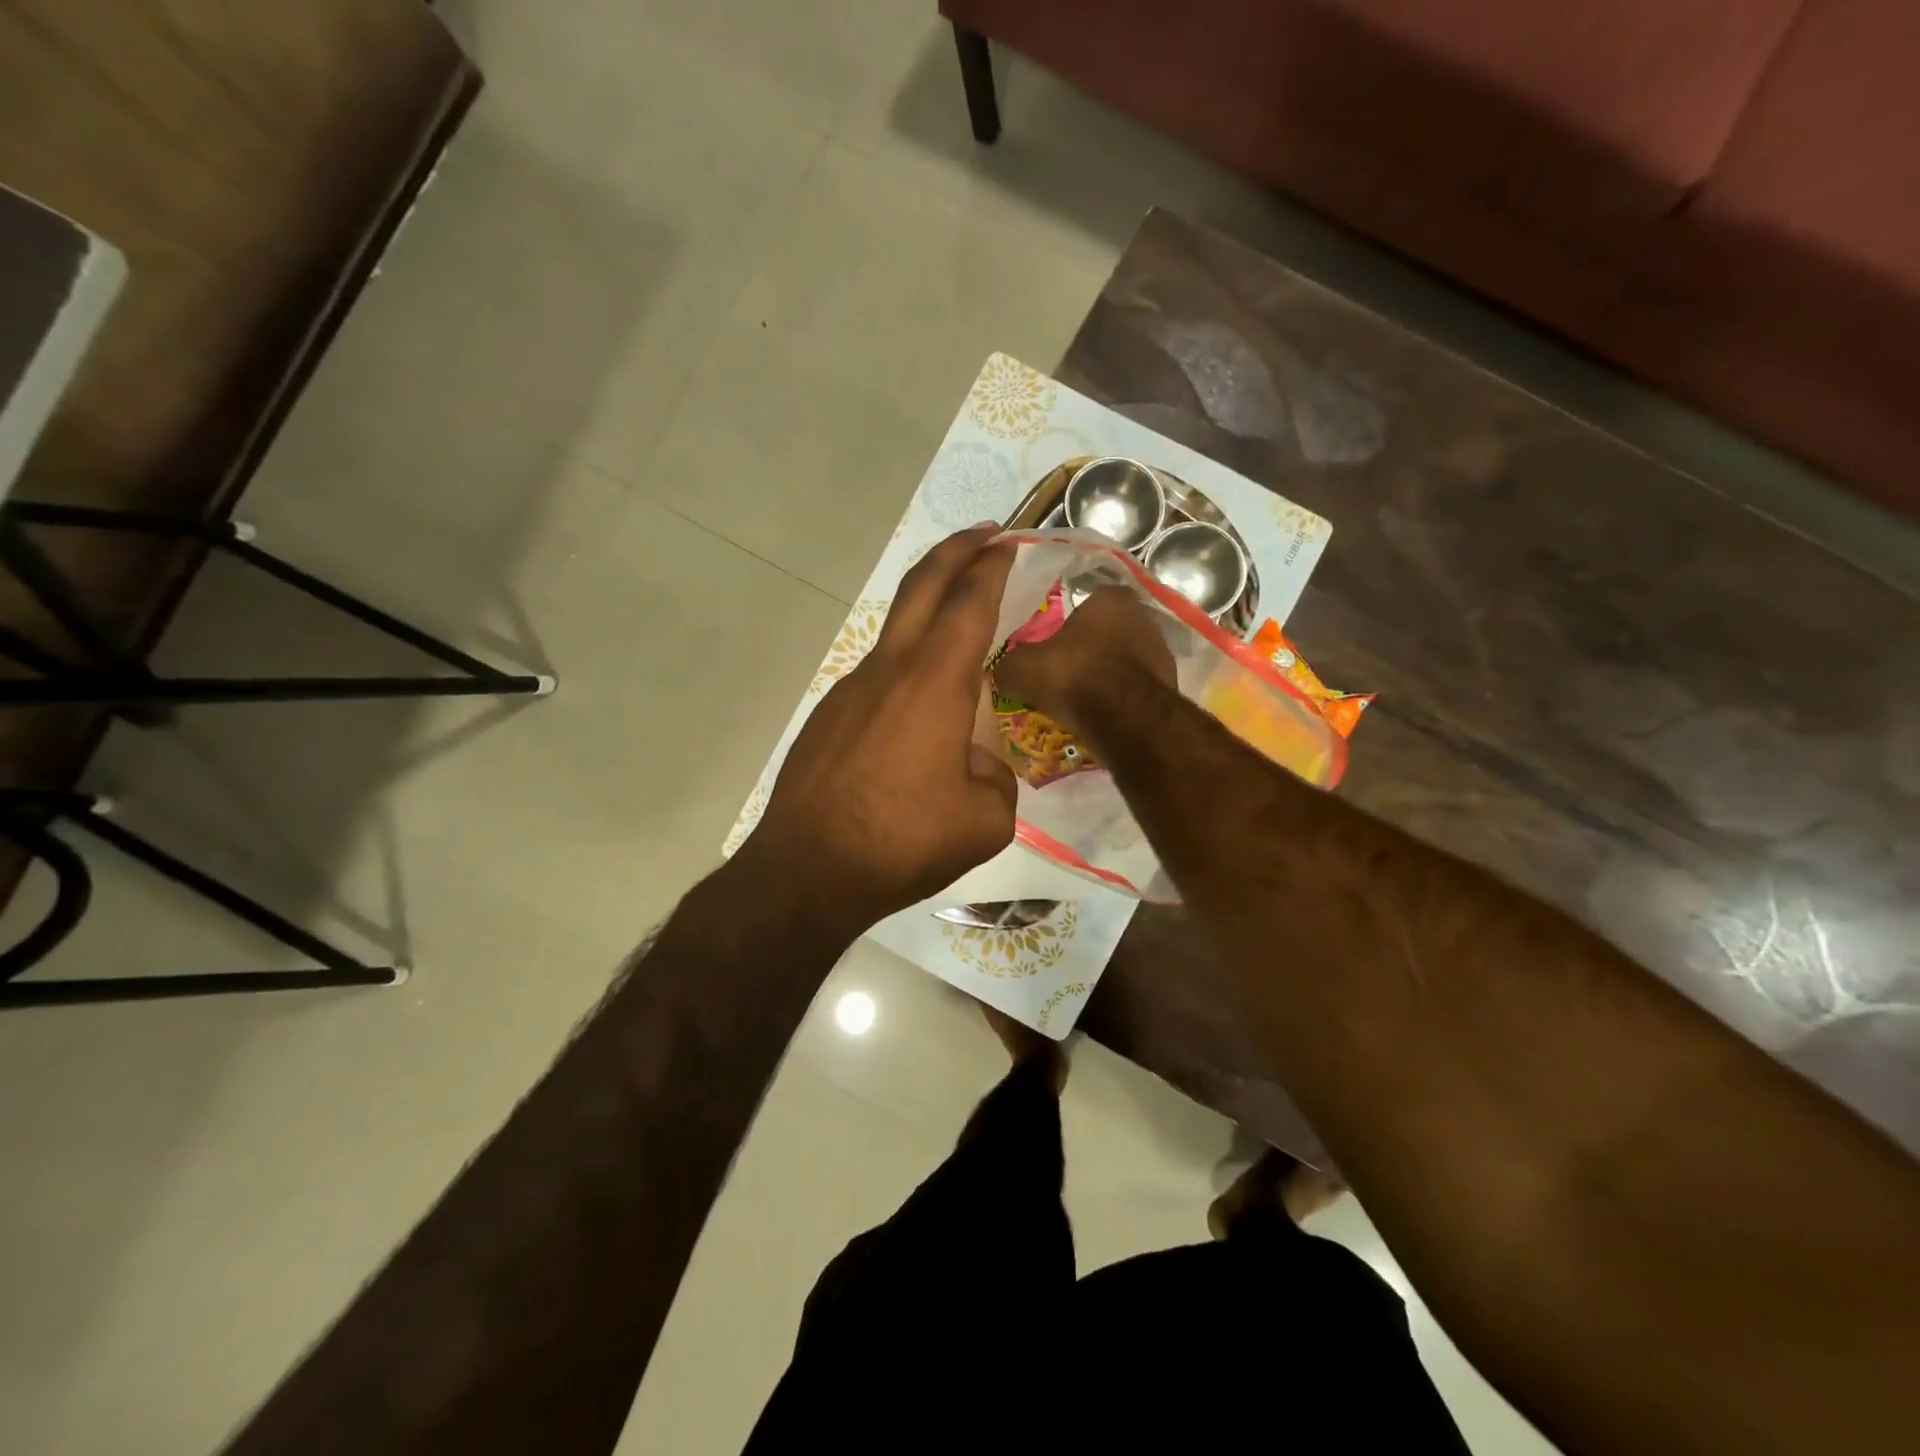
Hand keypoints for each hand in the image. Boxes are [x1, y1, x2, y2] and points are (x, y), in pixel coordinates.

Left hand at [742, 525, 1019, 929]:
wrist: (807, 871)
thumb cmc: (902, 842)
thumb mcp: (985, 822)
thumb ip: (996, 777)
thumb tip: (976, 760)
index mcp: (934, 684)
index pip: (969, 604)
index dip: (992, 568)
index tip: (1009, 544)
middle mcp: (889, 671)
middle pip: (922, 587)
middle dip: (956, 551)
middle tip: (985, 534)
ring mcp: (850, 689)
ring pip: (896, 632)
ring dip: (929, 613)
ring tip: (961, 635)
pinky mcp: (828, 716)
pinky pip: (877, 678)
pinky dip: (906, 671)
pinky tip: (918, 718)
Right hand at [990, 587, 1174, 735]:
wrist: (1123, 717)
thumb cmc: (1072, 675)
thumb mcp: (1021, 668)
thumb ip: (1009, 664)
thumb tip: (1001, 672)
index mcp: (1110, 598)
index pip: (1087, 602)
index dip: (1067, 625)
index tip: (1052, 648)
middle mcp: (1143, 617)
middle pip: (1108, 632)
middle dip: (1089, 651)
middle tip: (1064, 675)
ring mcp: (1162, 653)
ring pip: (1125, 662)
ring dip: (1107, 677)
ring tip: (1081, 701)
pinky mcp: (1170, 686)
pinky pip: (1136, 690)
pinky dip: (1121, 700)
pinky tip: (1102, 716)